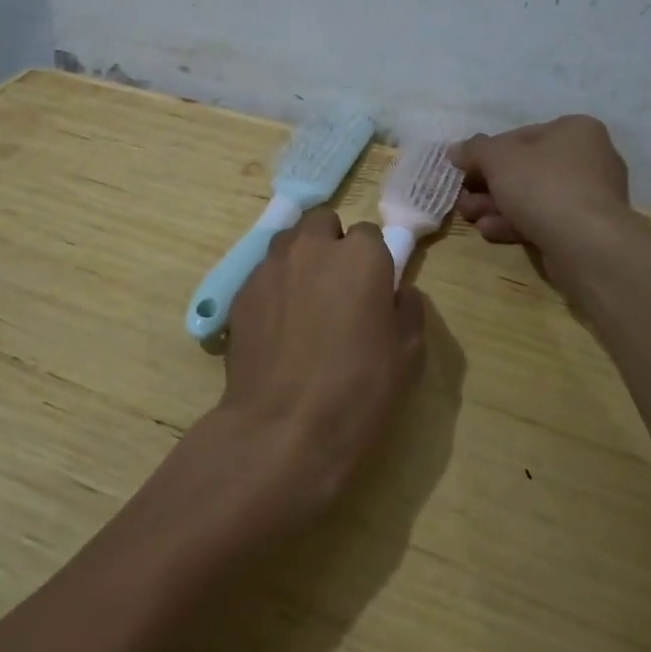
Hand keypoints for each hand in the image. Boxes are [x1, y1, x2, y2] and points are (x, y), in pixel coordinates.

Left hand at [217, 207, 425, 516]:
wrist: (283, 428)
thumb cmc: (358, 392)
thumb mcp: (409, 356)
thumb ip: (408, 309)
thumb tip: (397, 292)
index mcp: (361, 256)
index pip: (370, 234)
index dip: (373, 259)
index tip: (373, 288)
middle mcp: (313, 247)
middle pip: (323, 223)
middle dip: (332, 243)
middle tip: (338, 285)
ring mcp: (271, 266)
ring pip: (289, 241)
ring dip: (301, 257)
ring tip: (305, 299)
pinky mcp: (241, 291)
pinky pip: (264, 272)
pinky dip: (274, 285)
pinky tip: (278, 323)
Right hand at [451, 116, 645, 281]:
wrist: (587, 244)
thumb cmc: (542, 186)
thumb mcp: (497, 158)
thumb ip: (474, 150)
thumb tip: (456, 150)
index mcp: (575, 130)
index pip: (520, 136)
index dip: (487, 153)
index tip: (465, 170)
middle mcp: (589, 158)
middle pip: (525, 169)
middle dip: (488, 185)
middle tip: (463, 198)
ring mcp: (591, 196)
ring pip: (532, 197)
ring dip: (496, 206)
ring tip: (470, 217)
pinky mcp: (587, 229)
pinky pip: (545, 219)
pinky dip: (516, 223)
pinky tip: (489, 231)